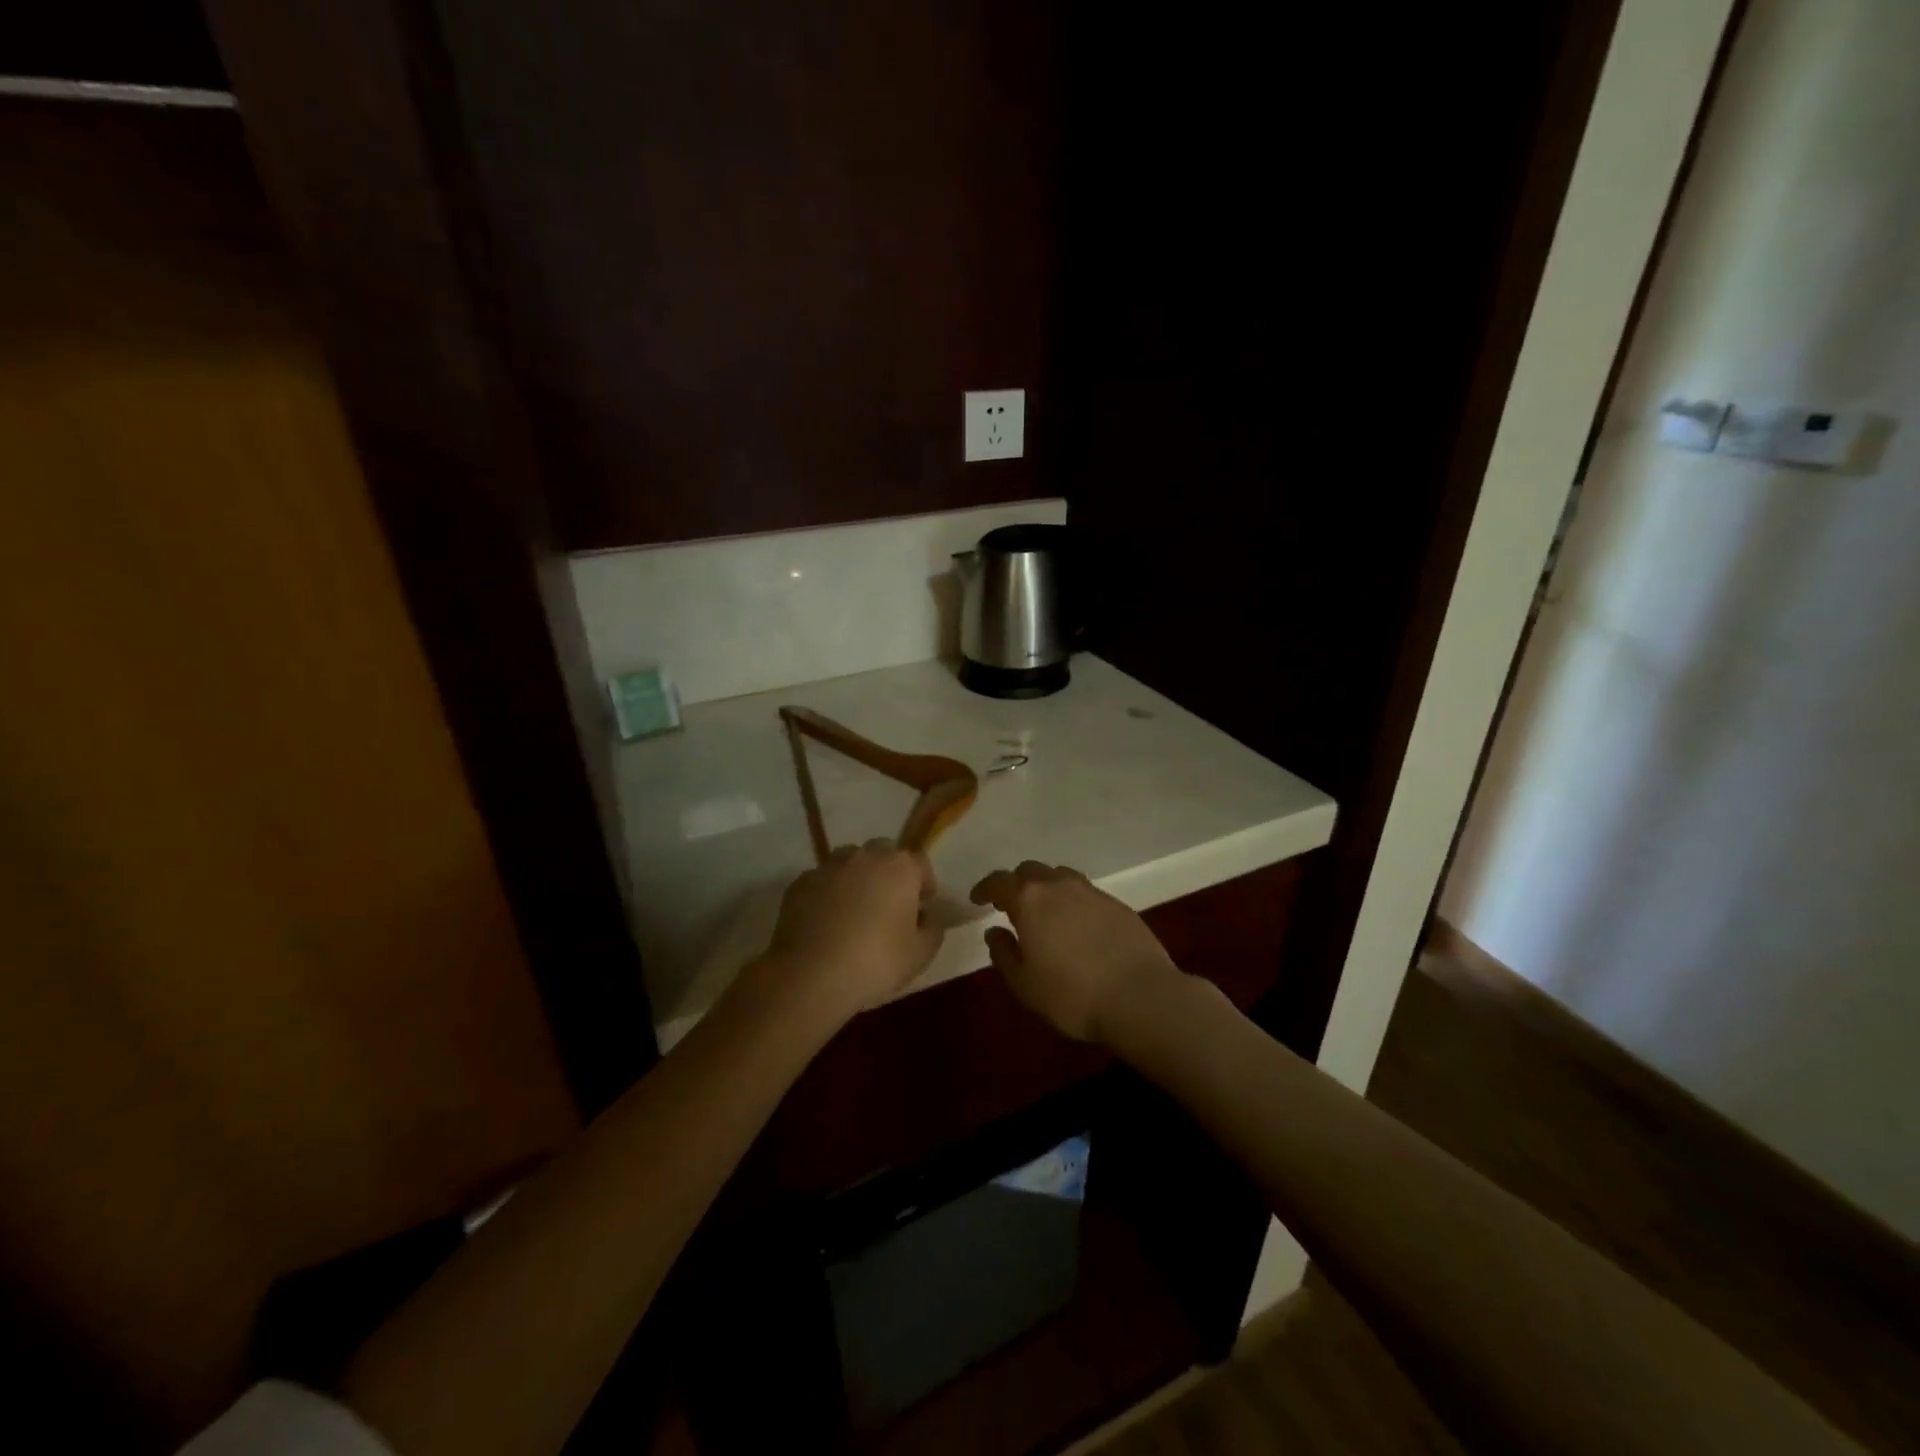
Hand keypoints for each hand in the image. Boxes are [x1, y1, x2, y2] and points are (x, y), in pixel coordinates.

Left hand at [764, 839, 942, 1021]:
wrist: (811, 976)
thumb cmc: (876, 963)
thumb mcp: (921, 954)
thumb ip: (933, 928)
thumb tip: (928, 916)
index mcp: (900, 868)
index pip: (921, 864)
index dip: (924, 886)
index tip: (921, 910)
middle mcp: (865, 857)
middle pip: (884, 853)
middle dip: (889, 874)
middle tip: (889, 906)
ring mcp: (829, 867)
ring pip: (849, 862)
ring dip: (856, 878)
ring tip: (854, 910)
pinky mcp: (800, 883)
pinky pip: (822, 881)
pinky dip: (827, 893)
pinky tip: (825, 921)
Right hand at [969, 861, 1181, 1043]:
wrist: (1140, 996)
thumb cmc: (1072, 995)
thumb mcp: (1024, 984)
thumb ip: (1004, 954)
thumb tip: (994, 932)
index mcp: (1030, 900)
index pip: (999, 881)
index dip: (985, 888)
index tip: (978, 899)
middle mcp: (1059, 886)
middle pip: (1031, 871)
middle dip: (1016, 884)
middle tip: (1011, 906)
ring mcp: (1092, 892)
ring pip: (1061, 877)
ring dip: (1047, 888)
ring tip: (1045, 913)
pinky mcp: (1118, 904)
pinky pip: (1085, 893)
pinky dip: (1073, 901)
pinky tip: (1077, 926)